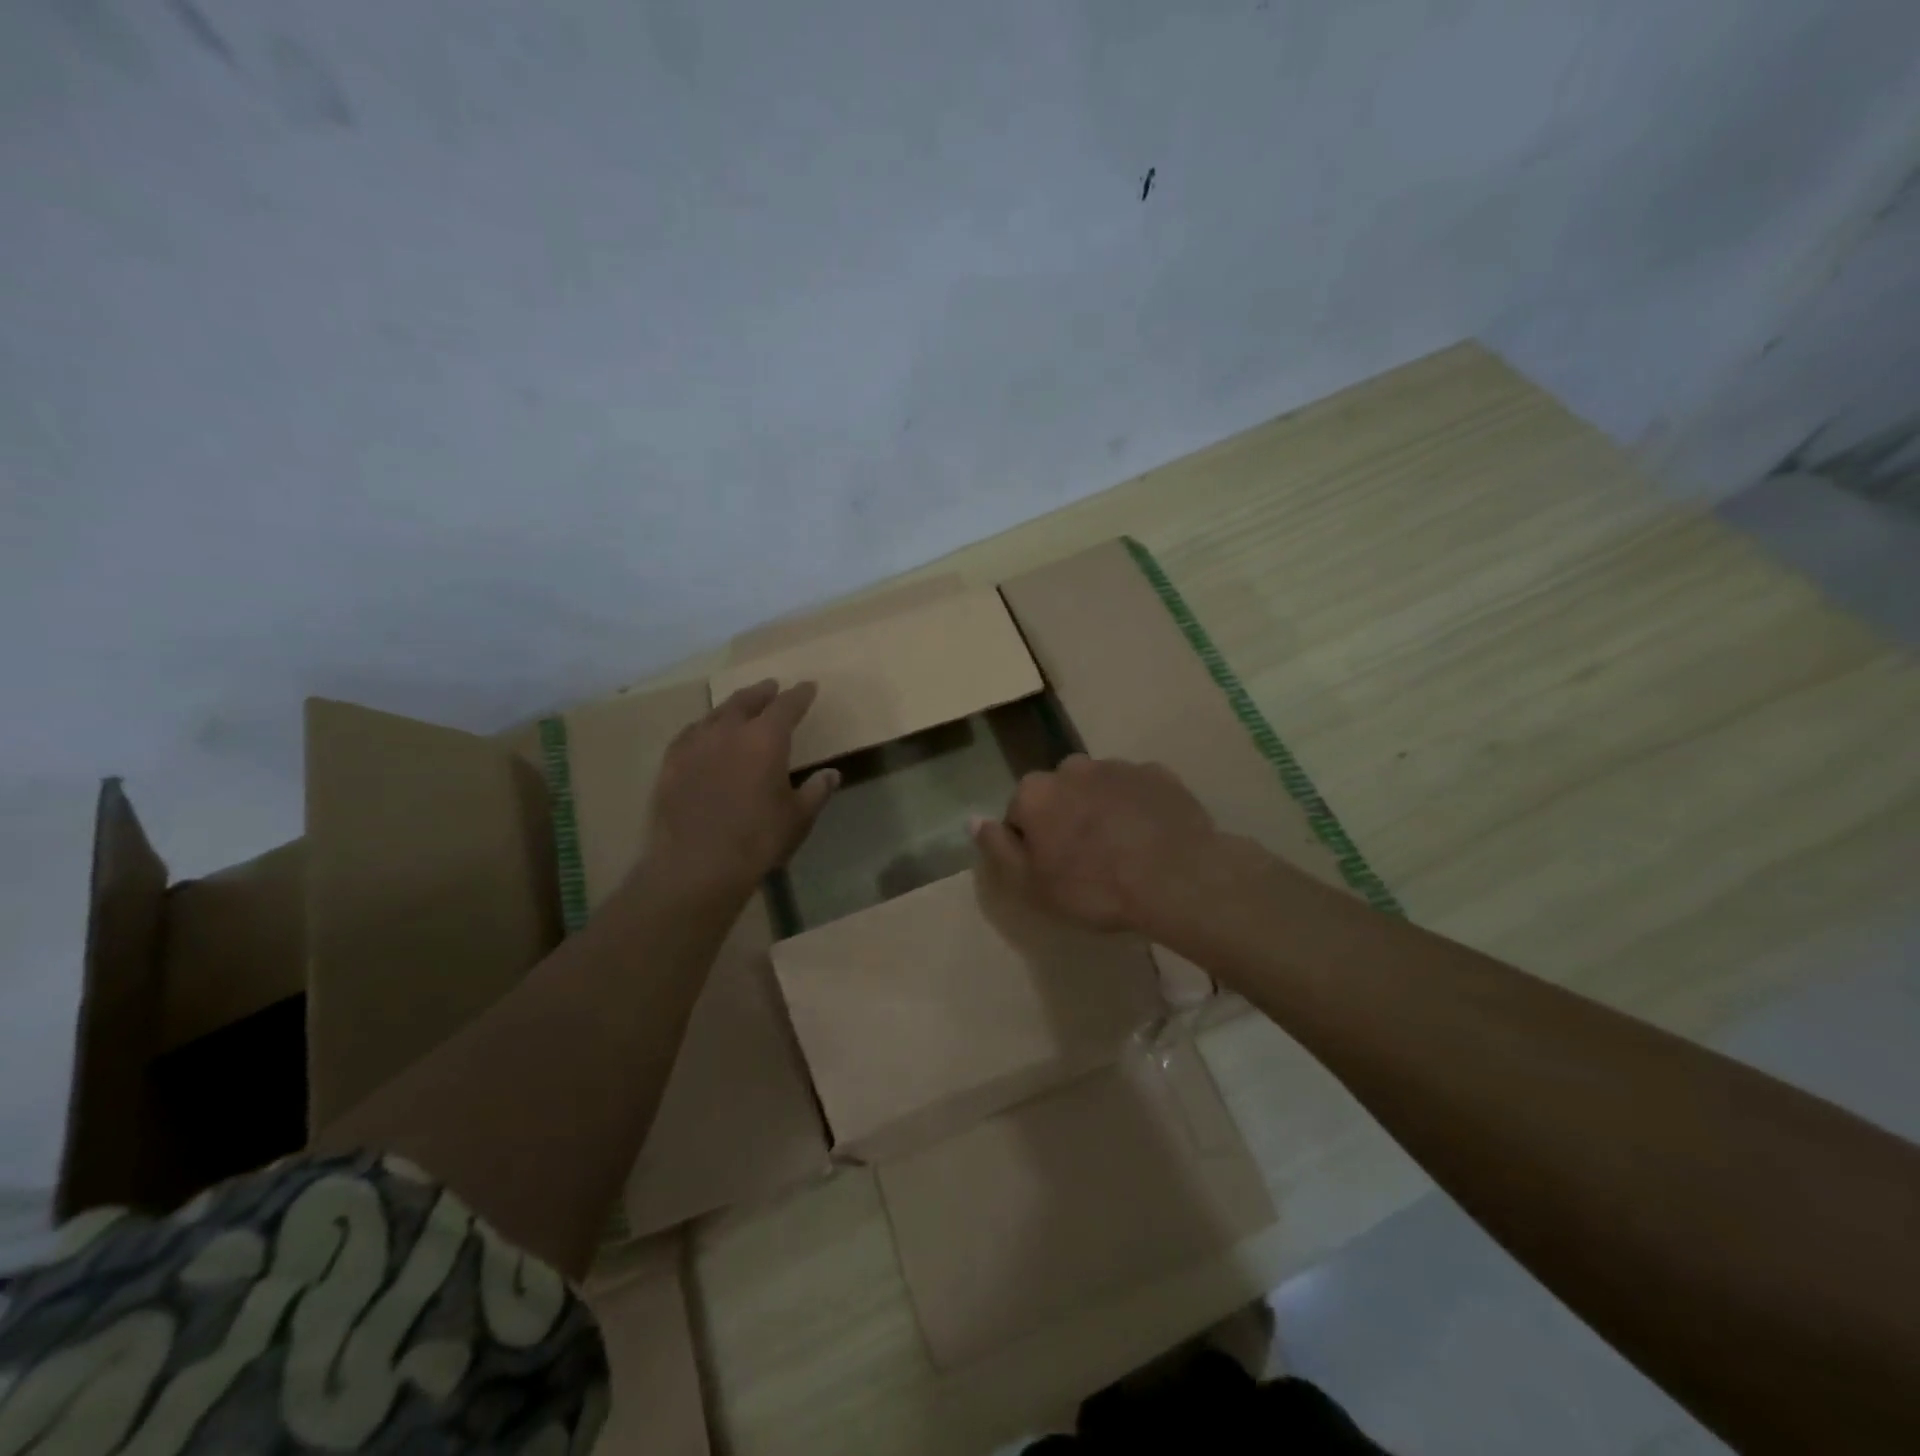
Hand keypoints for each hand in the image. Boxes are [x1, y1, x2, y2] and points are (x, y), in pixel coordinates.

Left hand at [640, 679, 838, 902]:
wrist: (696, 864)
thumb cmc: (757, 839)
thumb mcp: (798, 817)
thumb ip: (816, 791)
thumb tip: (832, 774)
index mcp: (766, 739)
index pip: (787, 706)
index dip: (800, 695)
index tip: (809, 687)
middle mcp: (729, 731)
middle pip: (747, 700)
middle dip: (762, 692)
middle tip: (771, 687)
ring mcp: (695, 745)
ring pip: (716, 714)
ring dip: (732, 707)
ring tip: (739, 707)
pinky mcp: (671, 763)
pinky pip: (690, 734)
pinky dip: (704, 727)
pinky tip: (703, 734)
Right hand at [969, 754, 1226, 936]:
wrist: (1175, 878)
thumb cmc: (1094, 887)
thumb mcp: (1031, 884)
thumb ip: (998, 848)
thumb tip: (973, 820)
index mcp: (1036, 792)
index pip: (1019, 812)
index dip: (1032, 843)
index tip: (1052, 869)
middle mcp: (1072, 767)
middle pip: (1059, 794)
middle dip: (1067, 818)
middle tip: (1087, 860)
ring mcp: (1118, 766)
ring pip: (1098, 788)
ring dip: (1102, 810)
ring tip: (1123, 851)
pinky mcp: (1157, 773)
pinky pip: (1136, 790)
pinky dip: (1137, 807)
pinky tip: (1150, 838)